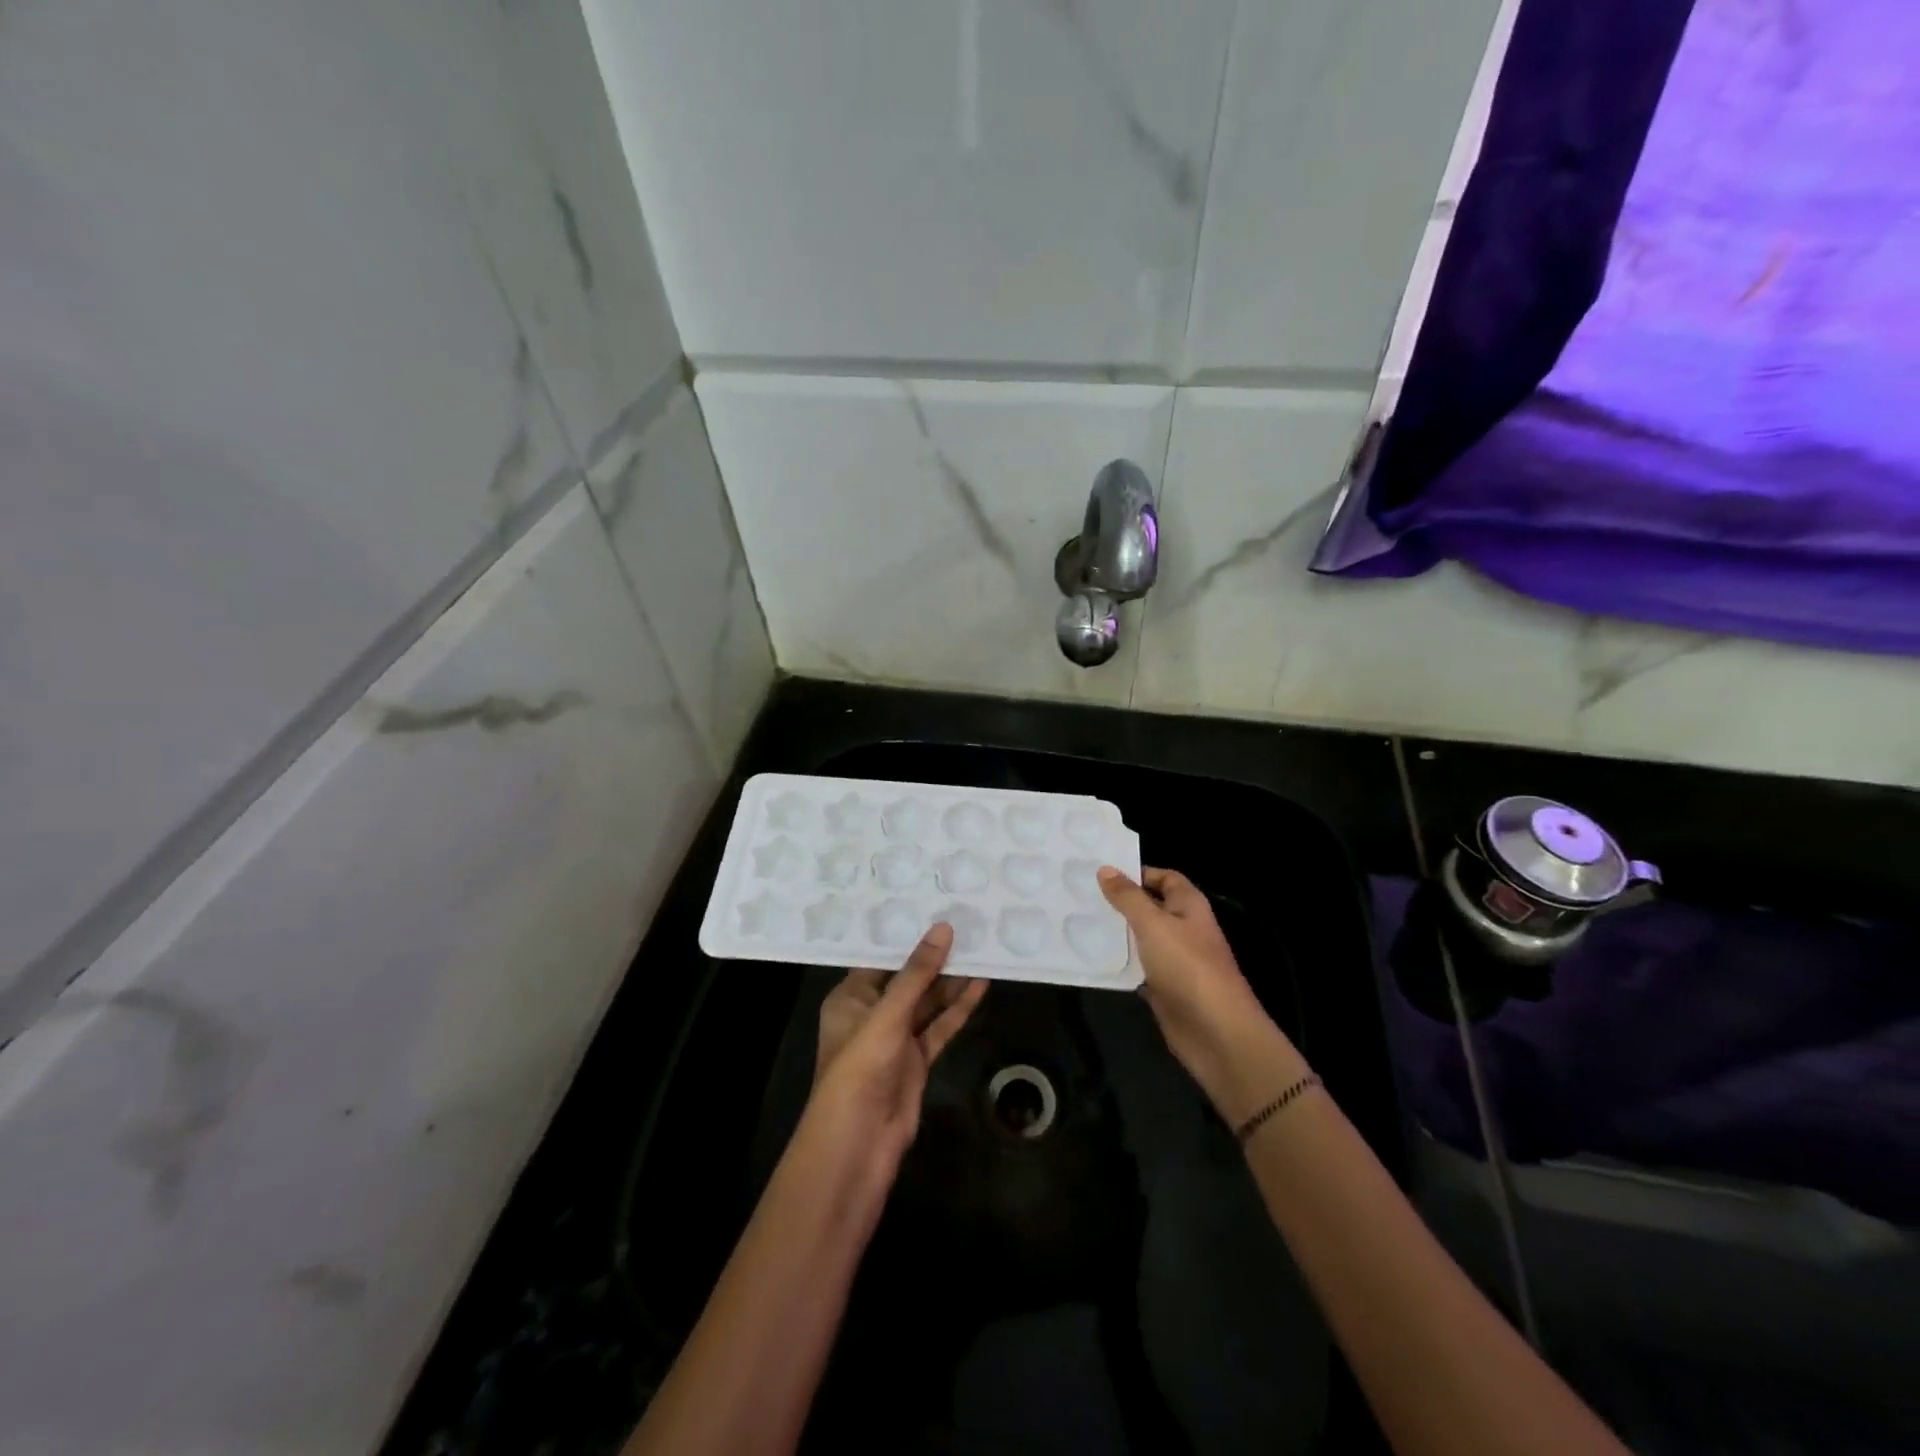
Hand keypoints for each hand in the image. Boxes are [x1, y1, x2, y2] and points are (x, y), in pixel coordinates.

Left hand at [806, 923, 987, 1170]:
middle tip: (967, 924)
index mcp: (850, 998)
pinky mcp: (916, 1061)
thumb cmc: (860, 1069)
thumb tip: (943, 928)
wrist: (858, 1146)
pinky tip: (980, 986)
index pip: (880, 958)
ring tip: (981, 948)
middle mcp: (872, 1014)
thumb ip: (917, 974)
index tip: (935, 908)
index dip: (907, 936)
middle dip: (935, 957)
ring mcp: (896, 1040)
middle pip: (907, 979)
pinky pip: (939, 1027)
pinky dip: (958, 1009)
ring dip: (951, 981)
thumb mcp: (888, 1015)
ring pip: (927, 1003)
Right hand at [1099, 866, 1307, 1121]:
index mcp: (1189, 906)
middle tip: (1080, 894)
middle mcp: (1183, 928)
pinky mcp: (1163, 987)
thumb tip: (1106, 869)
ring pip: (1140, 938)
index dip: (1137, 873)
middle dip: (1120, 902)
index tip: (1101, 873)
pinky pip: (1137, 967)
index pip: (1164, 877)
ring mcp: (1174, 959)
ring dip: (1116, 932)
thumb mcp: (1153, 924)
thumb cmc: (1187, 967)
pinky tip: (1091, 956)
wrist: (1216, 1032)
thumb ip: (1128, 897)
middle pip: (1149, 907)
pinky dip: (1119, 962)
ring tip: (1077, 920)